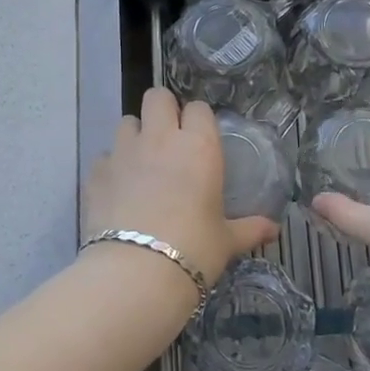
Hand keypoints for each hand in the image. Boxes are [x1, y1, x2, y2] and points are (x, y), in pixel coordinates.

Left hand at [84, 88, 279, 285]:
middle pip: (157, 97)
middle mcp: (160, 139)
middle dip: (163, 110)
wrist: (136, 273)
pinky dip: (112, 167)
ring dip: (136, 135)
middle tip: (169, 137)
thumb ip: (250, 229)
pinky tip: (118, 189)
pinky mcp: (95, 172)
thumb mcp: (226, 241)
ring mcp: (123, 152)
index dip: (198, 120)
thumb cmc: (193, 251)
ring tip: (142, 162)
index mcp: (198, 147)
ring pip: (127, 121)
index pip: (199, 108)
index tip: (200, 138)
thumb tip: (274, 230)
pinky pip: (104, 156)